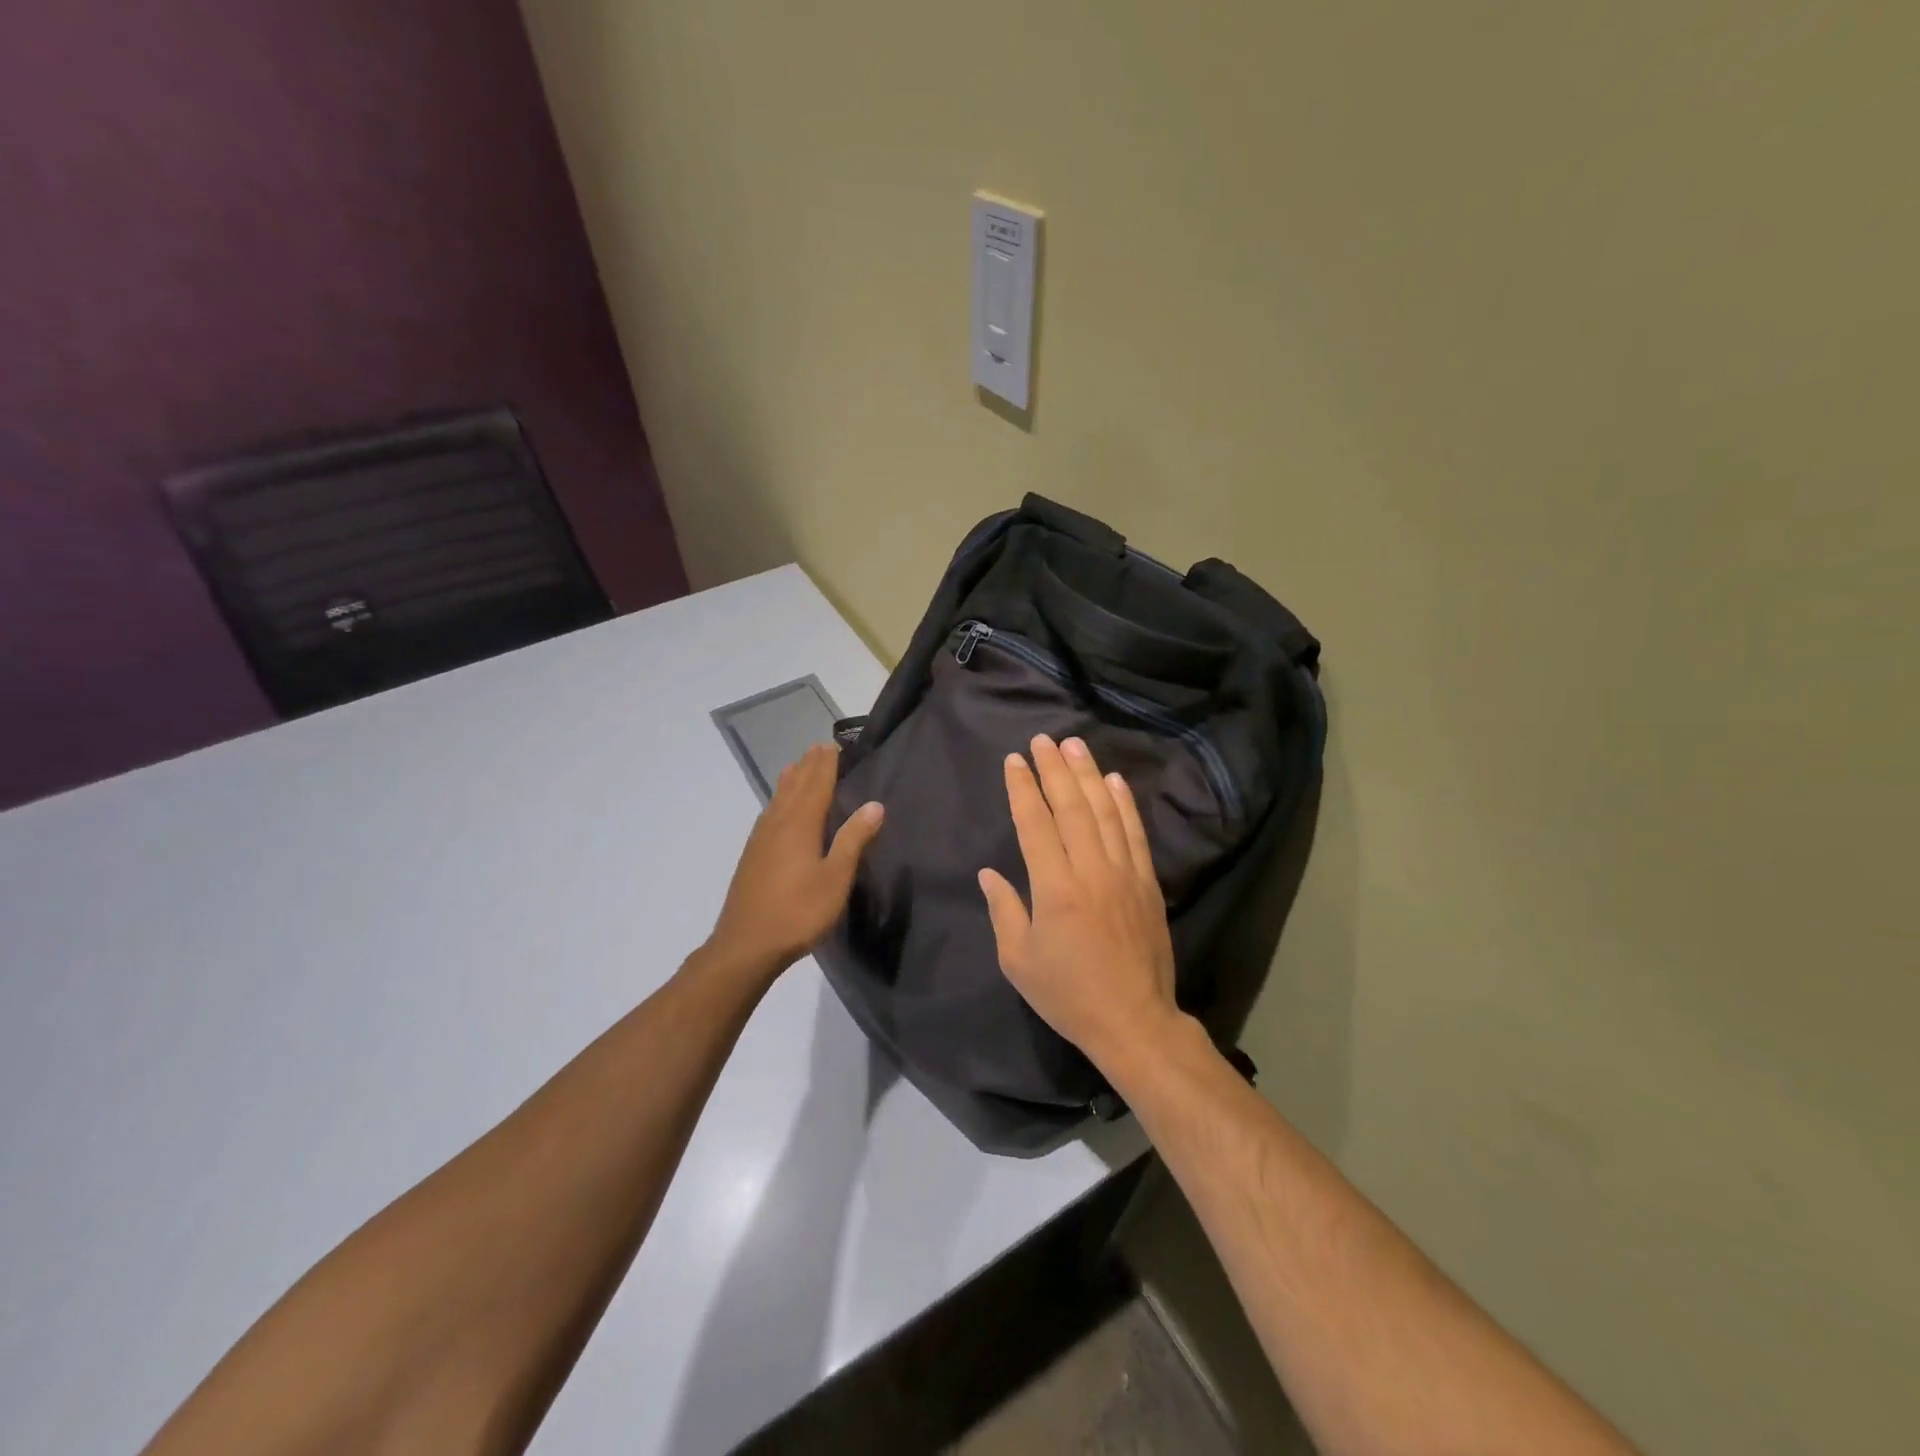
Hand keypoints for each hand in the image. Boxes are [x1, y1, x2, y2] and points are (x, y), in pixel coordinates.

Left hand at [706, 743, 883, 979]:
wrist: (745, 945)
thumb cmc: (798, 912)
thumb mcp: (835, 878)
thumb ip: (853, 839)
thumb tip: (875, 804)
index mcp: (800, 824)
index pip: (816, 783)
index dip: (826, 764)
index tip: (834, 744)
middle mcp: (778, 822)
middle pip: (795, 785)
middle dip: (809, 766)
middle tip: (820, 747)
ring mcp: (761, 838)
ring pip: (778, 797)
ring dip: (792, 779)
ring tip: (800, 766)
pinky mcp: (752, 854)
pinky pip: (769, 812)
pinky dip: (779, 799)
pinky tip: (779, 808)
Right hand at [978, 735, 1181, 1071]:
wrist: (1134, 1021)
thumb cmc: (1068, 994)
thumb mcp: (1018, 961)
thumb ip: (1004, 911)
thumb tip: (989, 874)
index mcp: (1054, 889)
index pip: (1035, 824)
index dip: (1022, 790)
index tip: (1014, 761)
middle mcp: (1091, 870)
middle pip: (1071, 808)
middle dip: (1053, 770)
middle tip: (1041, 740)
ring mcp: (1124, 873)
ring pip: (1104, 812)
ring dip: (1088, 775)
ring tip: (1074, 745)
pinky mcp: (1147, 883)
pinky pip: (1134, 833)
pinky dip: (1124, 804)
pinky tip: (1115, 781)